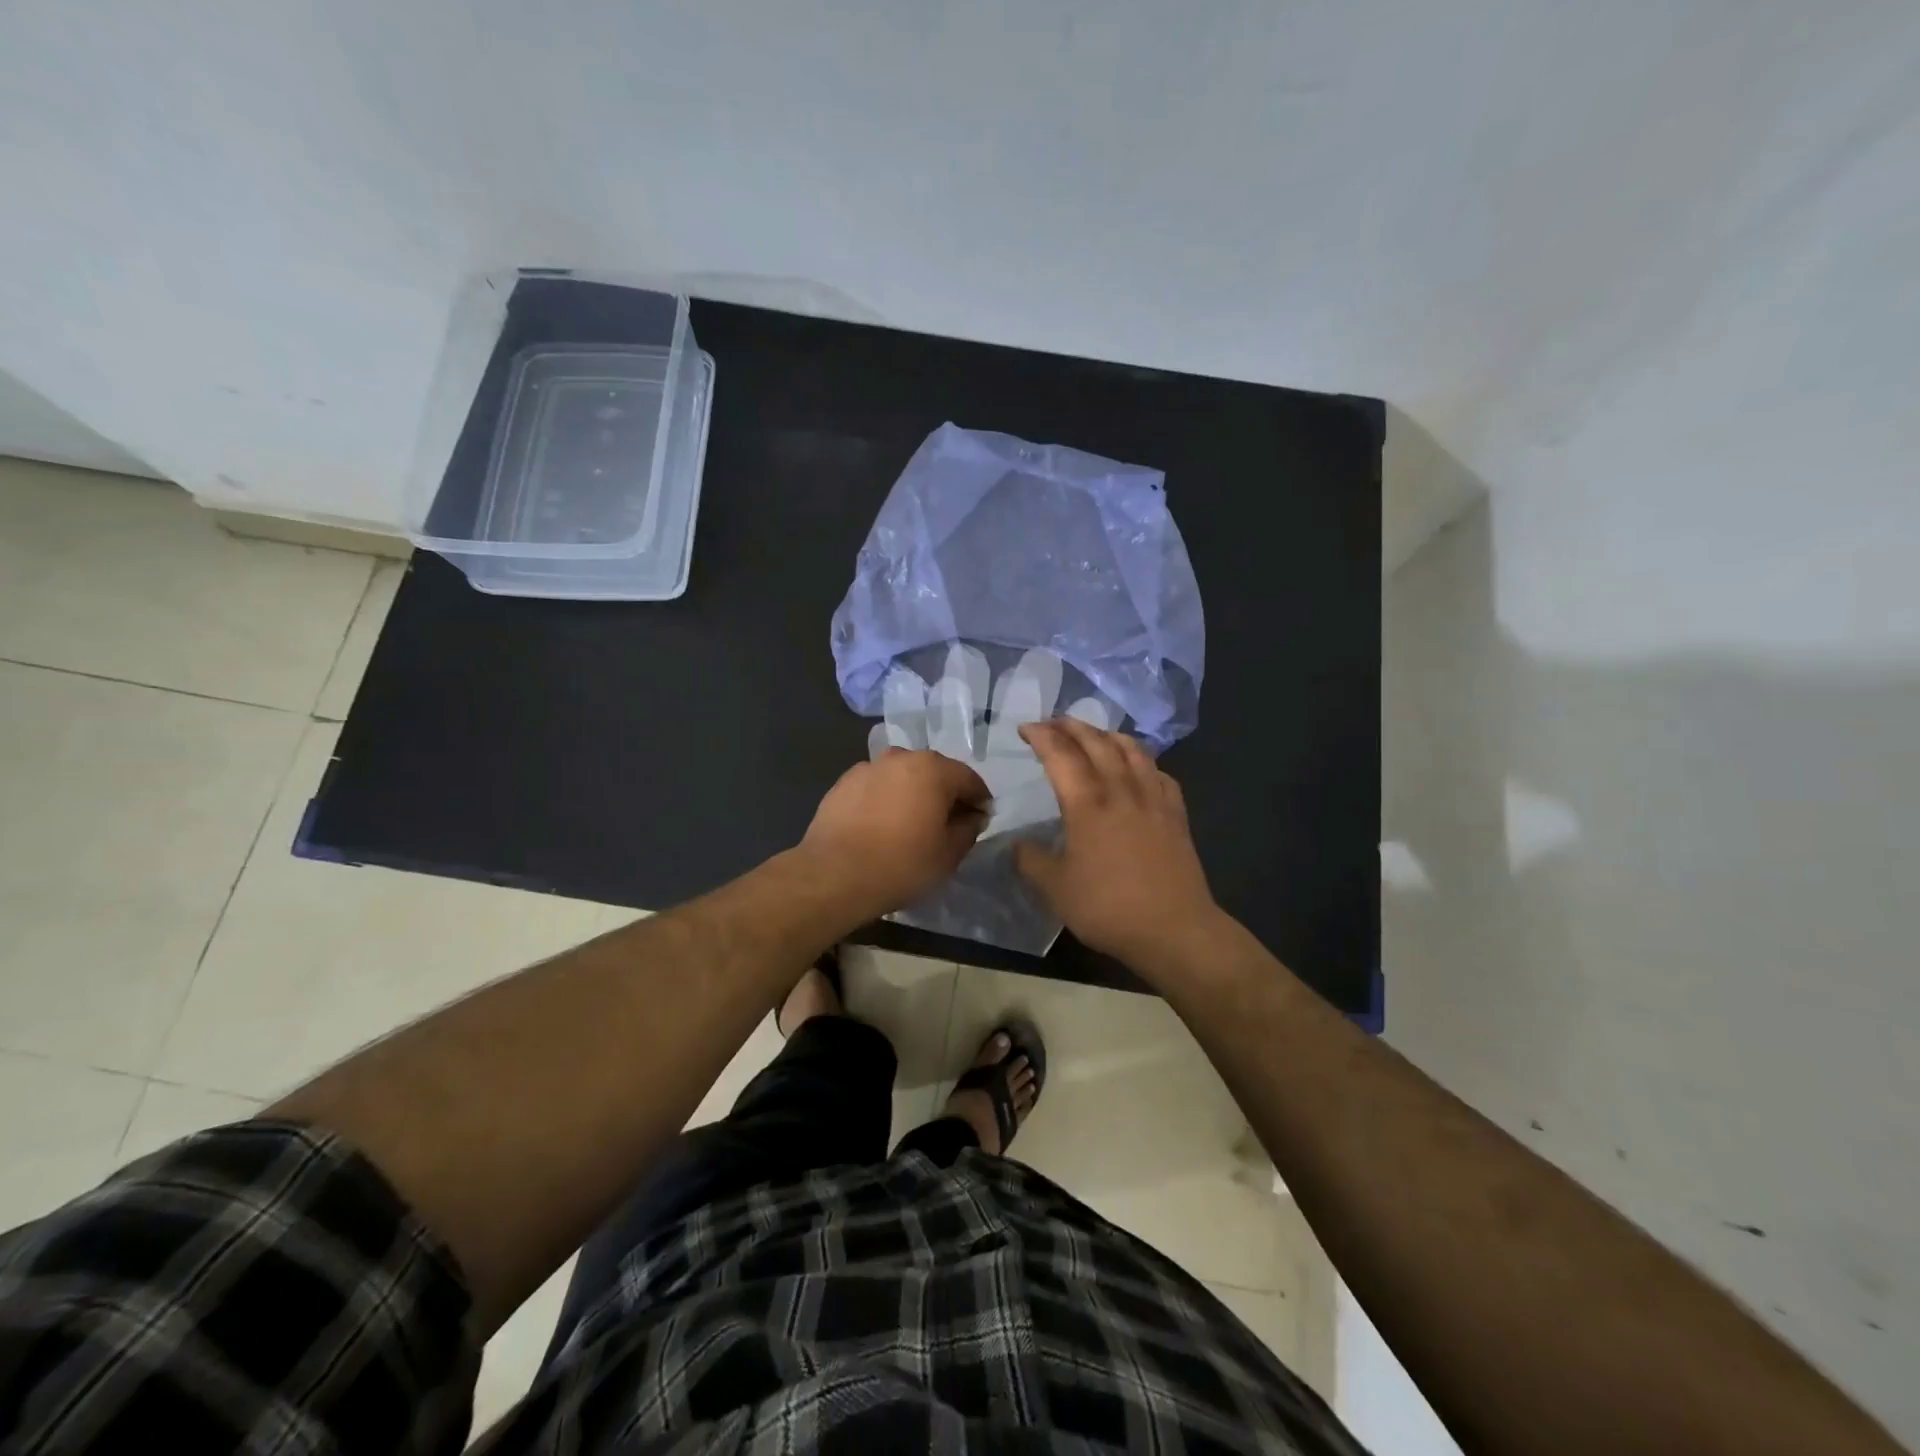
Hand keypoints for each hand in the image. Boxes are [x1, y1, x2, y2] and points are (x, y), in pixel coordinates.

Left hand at [798, 749, 989, 921]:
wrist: (834, 874)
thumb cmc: (901, 864)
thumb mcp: (949, 854)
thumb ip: (968, 828)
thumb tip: (973, 816)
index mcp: (933, 768)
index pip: (969, 779)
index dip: (980, 800)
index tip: (981, 821)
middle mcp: (901, 757)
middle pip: (935, 772)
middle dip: (946, 794)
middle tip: (949, 824)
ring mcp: (868, 767)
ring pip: (903, 777)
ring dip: (914, 794)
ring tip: (912, 824)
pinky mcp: (843, 783)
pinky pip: (877, 787)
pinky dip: (886, 799)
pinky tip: (883, 825)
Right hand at [1014, 719, 1220, 970]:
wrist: (1174, 929)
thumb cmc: (1108, 908)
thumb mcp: (1055, 890)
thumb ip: (1031, 862)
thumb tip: (1018, 845)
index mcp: (1087, 805)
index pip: (1060, 755)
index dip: (1041, 736)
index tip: (1025, 728)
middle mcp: (1121, 791)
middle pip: (1097, 743)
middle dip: (1072, 726)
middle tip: (1054, 721)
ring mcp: (1154, 800)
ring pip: (1133, 751)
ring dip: (1109, 735)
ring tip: (1095, 734)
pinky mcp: (1176, 816)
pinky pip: (1160, 774)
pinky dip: (1143, 761)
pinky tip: (1140, 769)